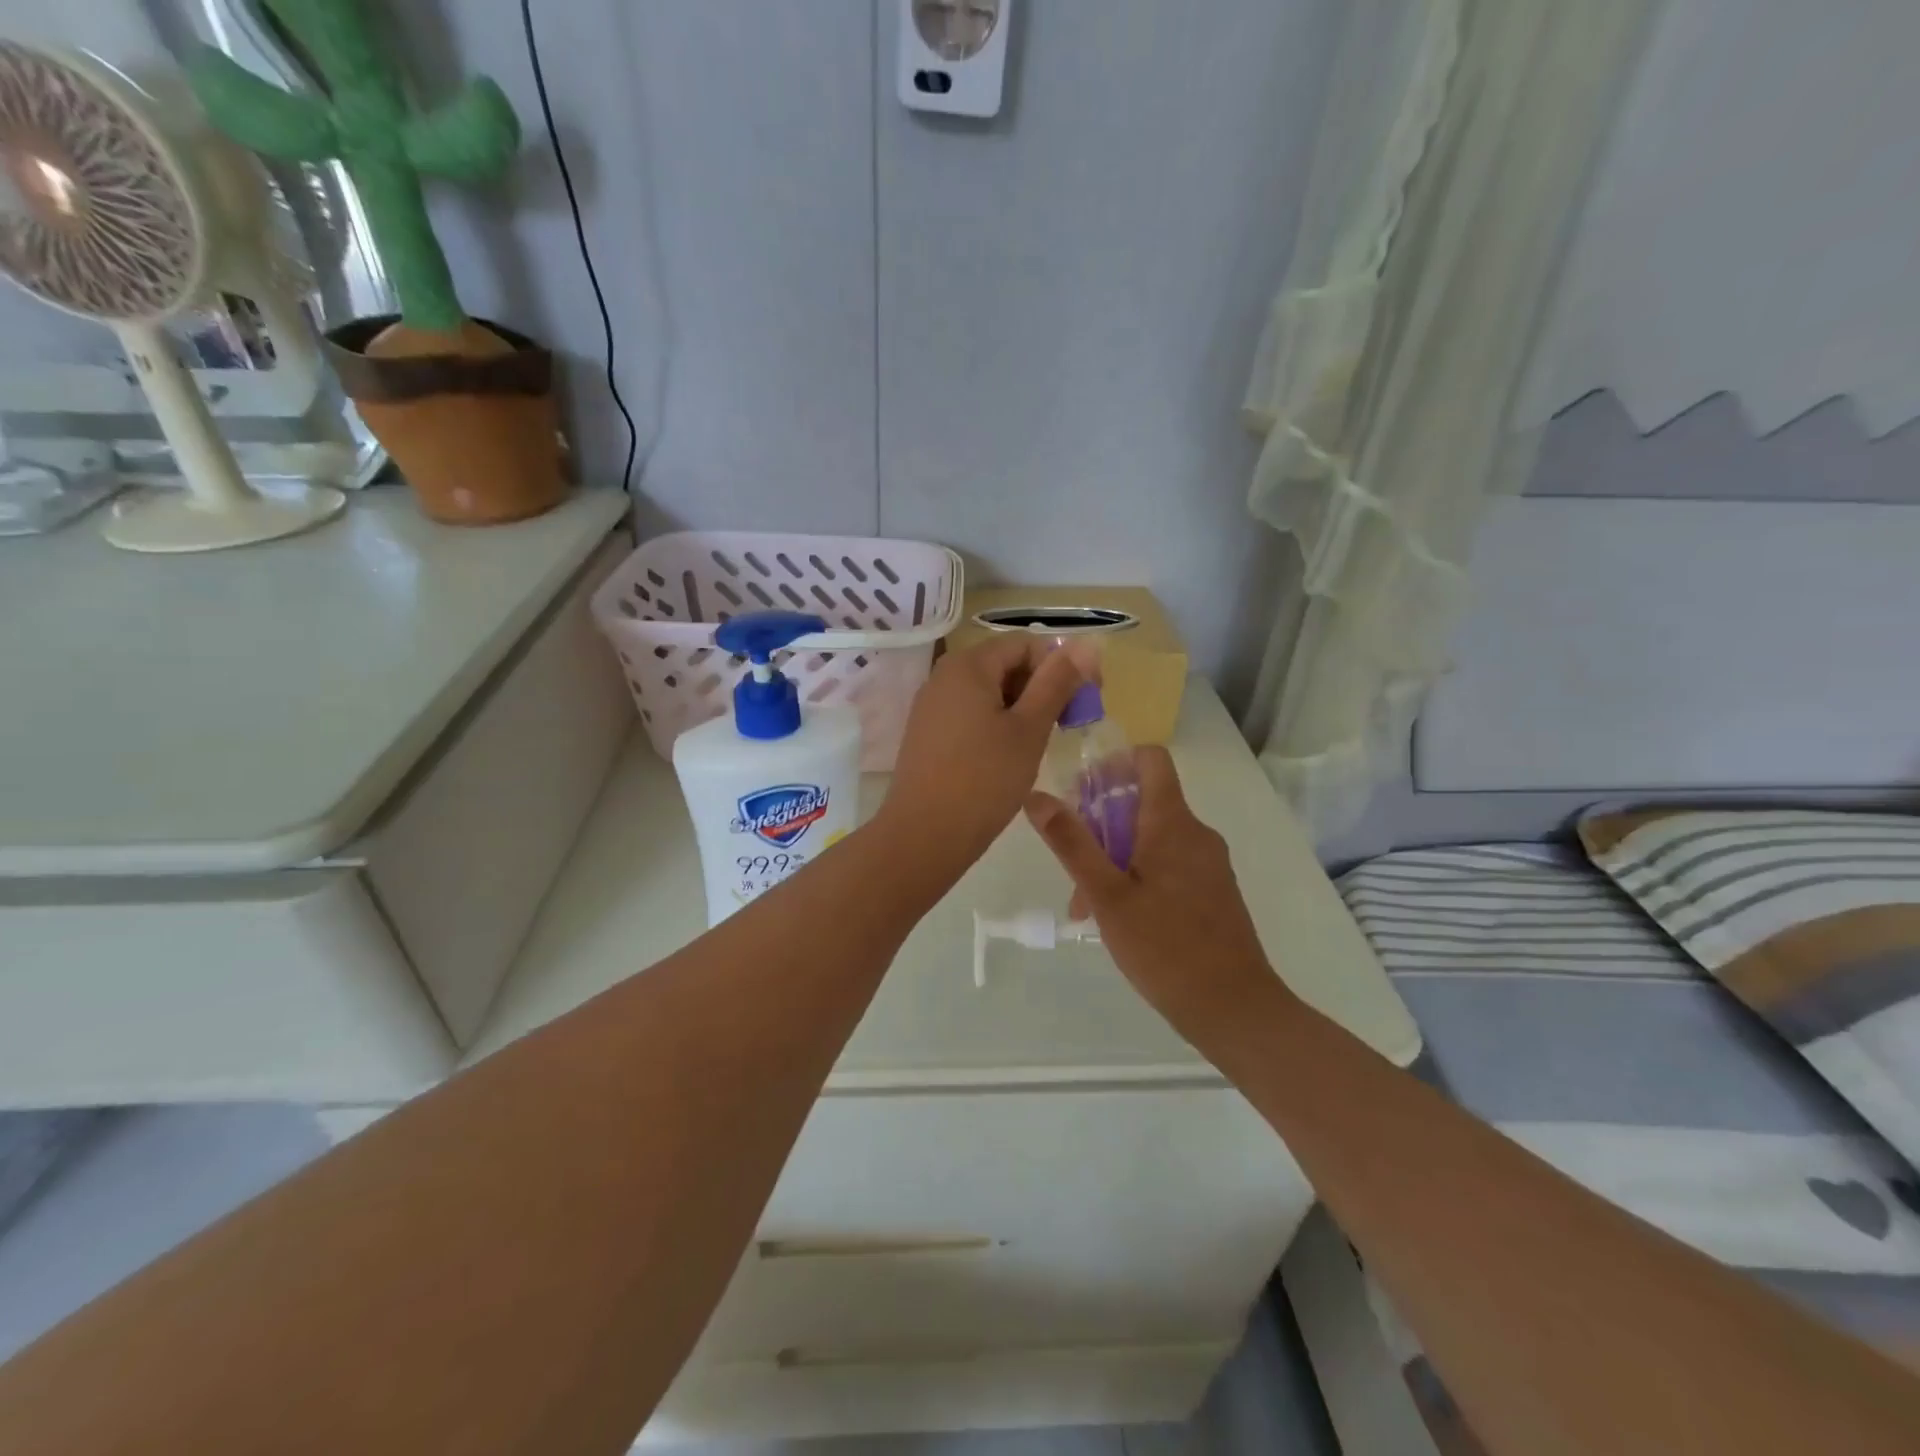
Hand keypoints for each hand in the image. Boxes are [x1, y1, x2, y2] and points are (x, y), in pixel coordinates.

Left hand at [878, 635, 1093, 873]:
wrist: (924, 836)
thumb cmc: (984, 779)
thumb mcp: (1029, 729)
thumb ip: (1057, 682)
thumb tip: (1088, 643)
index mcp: (968, 665)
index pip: (1026, 644)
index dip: (1062, 666)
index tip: (1086, 701)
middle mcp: (943, 676)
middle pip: (1005, 665)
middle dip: (1041, 688)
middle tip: (1066, 726)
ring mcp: (931, 705)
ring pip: (988, 692)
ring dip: (1021, 709)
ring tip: (1039, 744)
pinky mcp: (927, 733)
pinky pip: (969, 713)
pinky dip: (996, 724)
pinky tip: (1008, 756)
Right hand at [1025, 746, 1278, 1039]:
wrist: (1233, 1008)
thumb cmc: (1164, 947)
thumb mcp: (1106, 895)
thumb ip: (1071, 843)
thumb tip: (1036, 796)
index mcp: (1173, 823)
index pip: (1151, 759)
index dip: (1114, 762)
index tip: (1081, 791)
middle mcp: (1196, 833)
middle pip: (1143, 801)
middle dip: (1102, 823)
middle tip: (1072, 863)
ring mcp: (1208, 863)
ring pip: (1152, 838)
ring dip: (1115, 856)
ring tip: (1086, 903)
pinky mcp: (1213, 890)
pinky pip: (1169, 864)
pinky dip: (1138, 875)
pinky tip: (1118, 918)